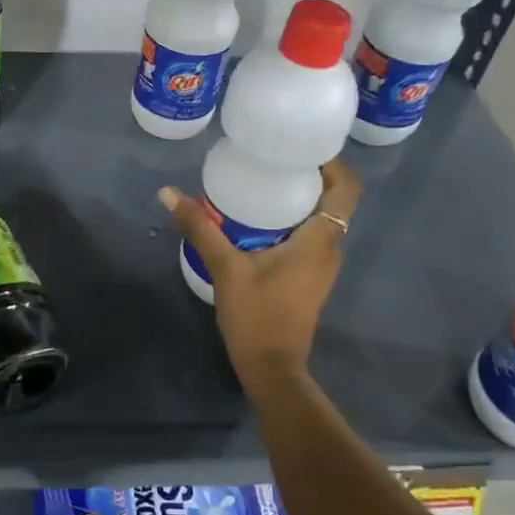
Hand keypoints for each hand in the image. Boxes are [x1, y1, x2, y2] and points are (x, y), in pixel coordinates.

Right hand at [159, 159, 361, 382]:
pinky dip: (293, 221)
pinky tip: (259, 219)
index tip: (302, 146)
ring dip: (301, 199)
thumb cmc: (256, 315)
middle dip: (310, 175)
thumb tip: (168, 192)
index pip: (346, 189)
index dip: (332, 163)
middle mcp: (330, 249)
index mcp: (320, 240)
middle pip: (334, 201)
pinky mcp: (310, 279)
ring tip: (264, 181)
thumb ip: (199, 227)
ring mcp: (322, 266)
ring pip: (322, 220)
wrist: (271, 368)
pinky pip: (310, 237)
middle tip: (273, 157)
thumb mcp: (225, 267)